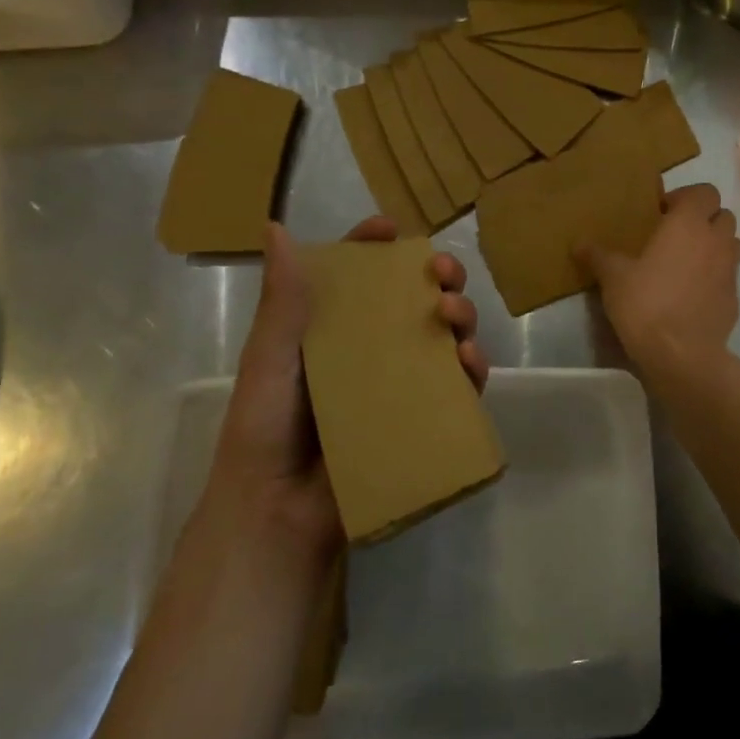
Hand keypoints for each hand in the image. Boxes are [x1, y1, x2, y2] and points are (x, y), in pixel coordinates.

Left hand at [206, 217, 488, 571]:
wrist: (279, 510)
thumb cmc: (266, 428)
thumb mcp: (270, 359)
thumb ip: (282, 300)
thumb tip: (275, 228)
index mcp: (332, 329)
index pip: (360, 276)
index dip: (376, 248)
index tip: (392, 229)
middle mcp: (371, 349)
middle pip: (413, 299)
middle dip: (436, 276)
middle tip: (444, 271)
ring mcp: (401, 383)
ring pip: (444, 335)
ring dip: (460, 314)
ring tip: (454, 313)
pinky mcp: (423, 417)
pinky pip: (458, 386)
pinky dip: (473, 366)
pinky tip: (468, 358)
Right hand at [579, 183, 739, 371]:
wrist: (681, 355)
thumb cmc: (646, 304)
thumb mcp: (613, 277)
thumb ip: (598, 255)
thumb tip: (579, 243)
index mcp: (689, 224)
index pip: (705, 191)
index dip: (685, 197)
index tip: (661, 213)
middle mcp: (716, 241)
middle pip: (723, 215)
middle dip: (703, 220)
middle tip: (675, 236)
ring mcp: (730, 271)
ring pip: (731, 244)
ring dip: (714, 246)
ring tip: (686, 262)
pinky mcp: (734, 299)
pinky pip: (728, 277)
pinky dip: (715, 277)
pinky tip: (691, 294)